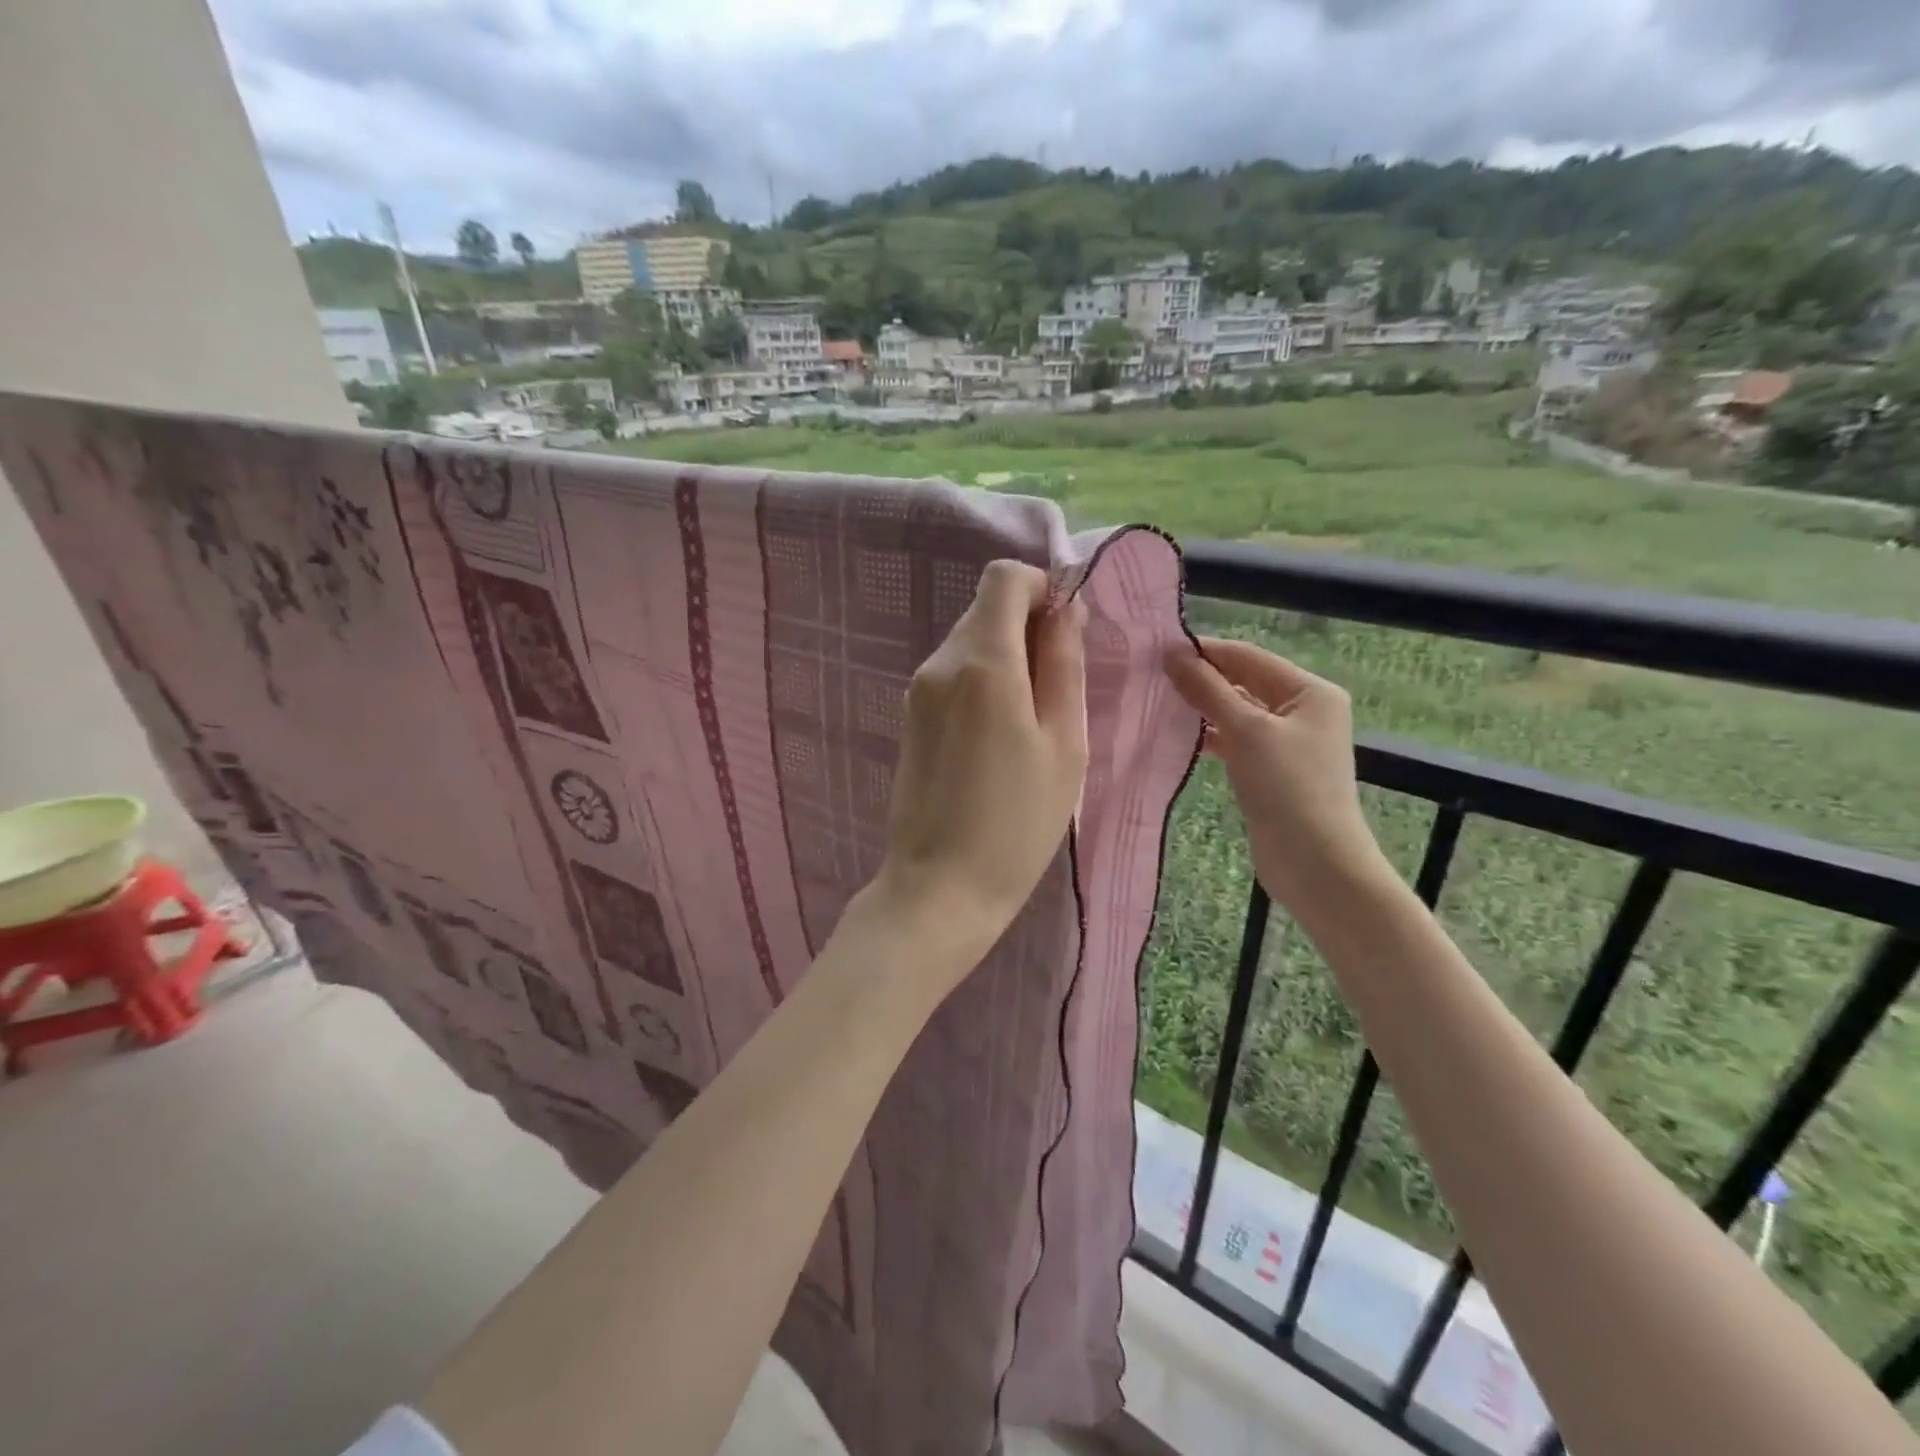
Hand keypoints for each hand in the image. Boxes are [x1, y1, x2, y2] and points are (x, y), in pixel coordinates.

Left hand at [873, 560, 1088, 975]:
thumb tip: (1065, 610)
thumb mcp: (1064, 745)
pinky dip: (983, 682)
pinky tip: (999, 738)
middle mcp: (940, 663)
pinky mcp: (909, 716)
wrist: (939, 887)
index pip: (1004, 577)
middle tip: (1059, 689)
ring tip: (1032, 723)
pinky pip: (953, 674)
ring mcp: (917, 690)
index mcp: (983, 662)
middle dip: (1029, 627)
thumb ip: (1064, 666)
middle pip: (987, 608)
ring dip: (1007, 659)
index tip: (1067, 632)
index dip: (1042, 589)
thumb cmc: (1017, 824)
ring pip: (970, 641)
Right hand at [1165, 637, 1385, 913]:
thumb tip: (1172, 654)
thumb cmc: (1288, 787)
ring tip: (1157, 702)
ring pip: (1237, 712)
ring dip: (1202, 708)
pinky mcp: (1271, 770)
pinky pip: (1236, 740)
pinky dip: (1210, 736)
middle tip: (1151, 676)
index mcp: (1310, 691)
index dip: (1205, 651)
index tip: (1158, 650)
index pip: (1249, 657)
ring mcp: (1287, 742)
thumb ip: (1208, 690)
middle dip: (1201, 679)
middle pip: (1243, 682)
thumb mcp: (1246, 731)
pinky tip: (1179, 736)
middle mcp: (1302, 710)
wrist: (1315, 863)